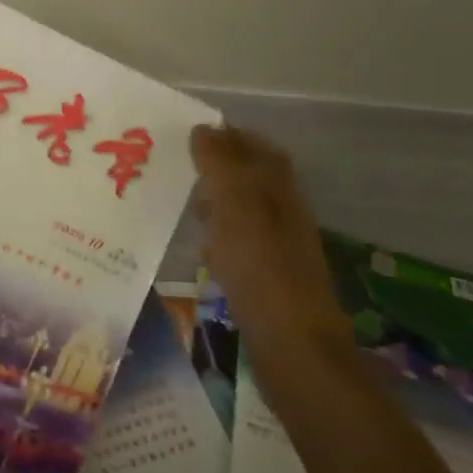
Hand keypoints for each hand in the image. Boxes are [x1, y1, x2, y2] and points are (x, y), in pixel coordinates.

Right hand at [190, 125, 355, 386]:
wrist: (292, 343)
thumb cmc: (260, 265)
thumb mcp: (235, 202)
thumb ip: (219, 162)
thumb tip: (204, 129)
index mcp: (278, 187)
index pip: (257, 147)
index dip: (229, 136)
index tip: (191, 134)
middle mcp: (284, 211)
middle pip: (252, 177)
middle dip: (218, 167)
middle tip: (180, 167)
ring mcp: (278, 246)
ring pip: (244, 210)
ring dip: (216, 201)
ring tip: (183, 202)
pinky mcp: (268, 277)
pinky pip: (240, 242)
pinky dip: (219, 235)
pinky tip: (201, 247)